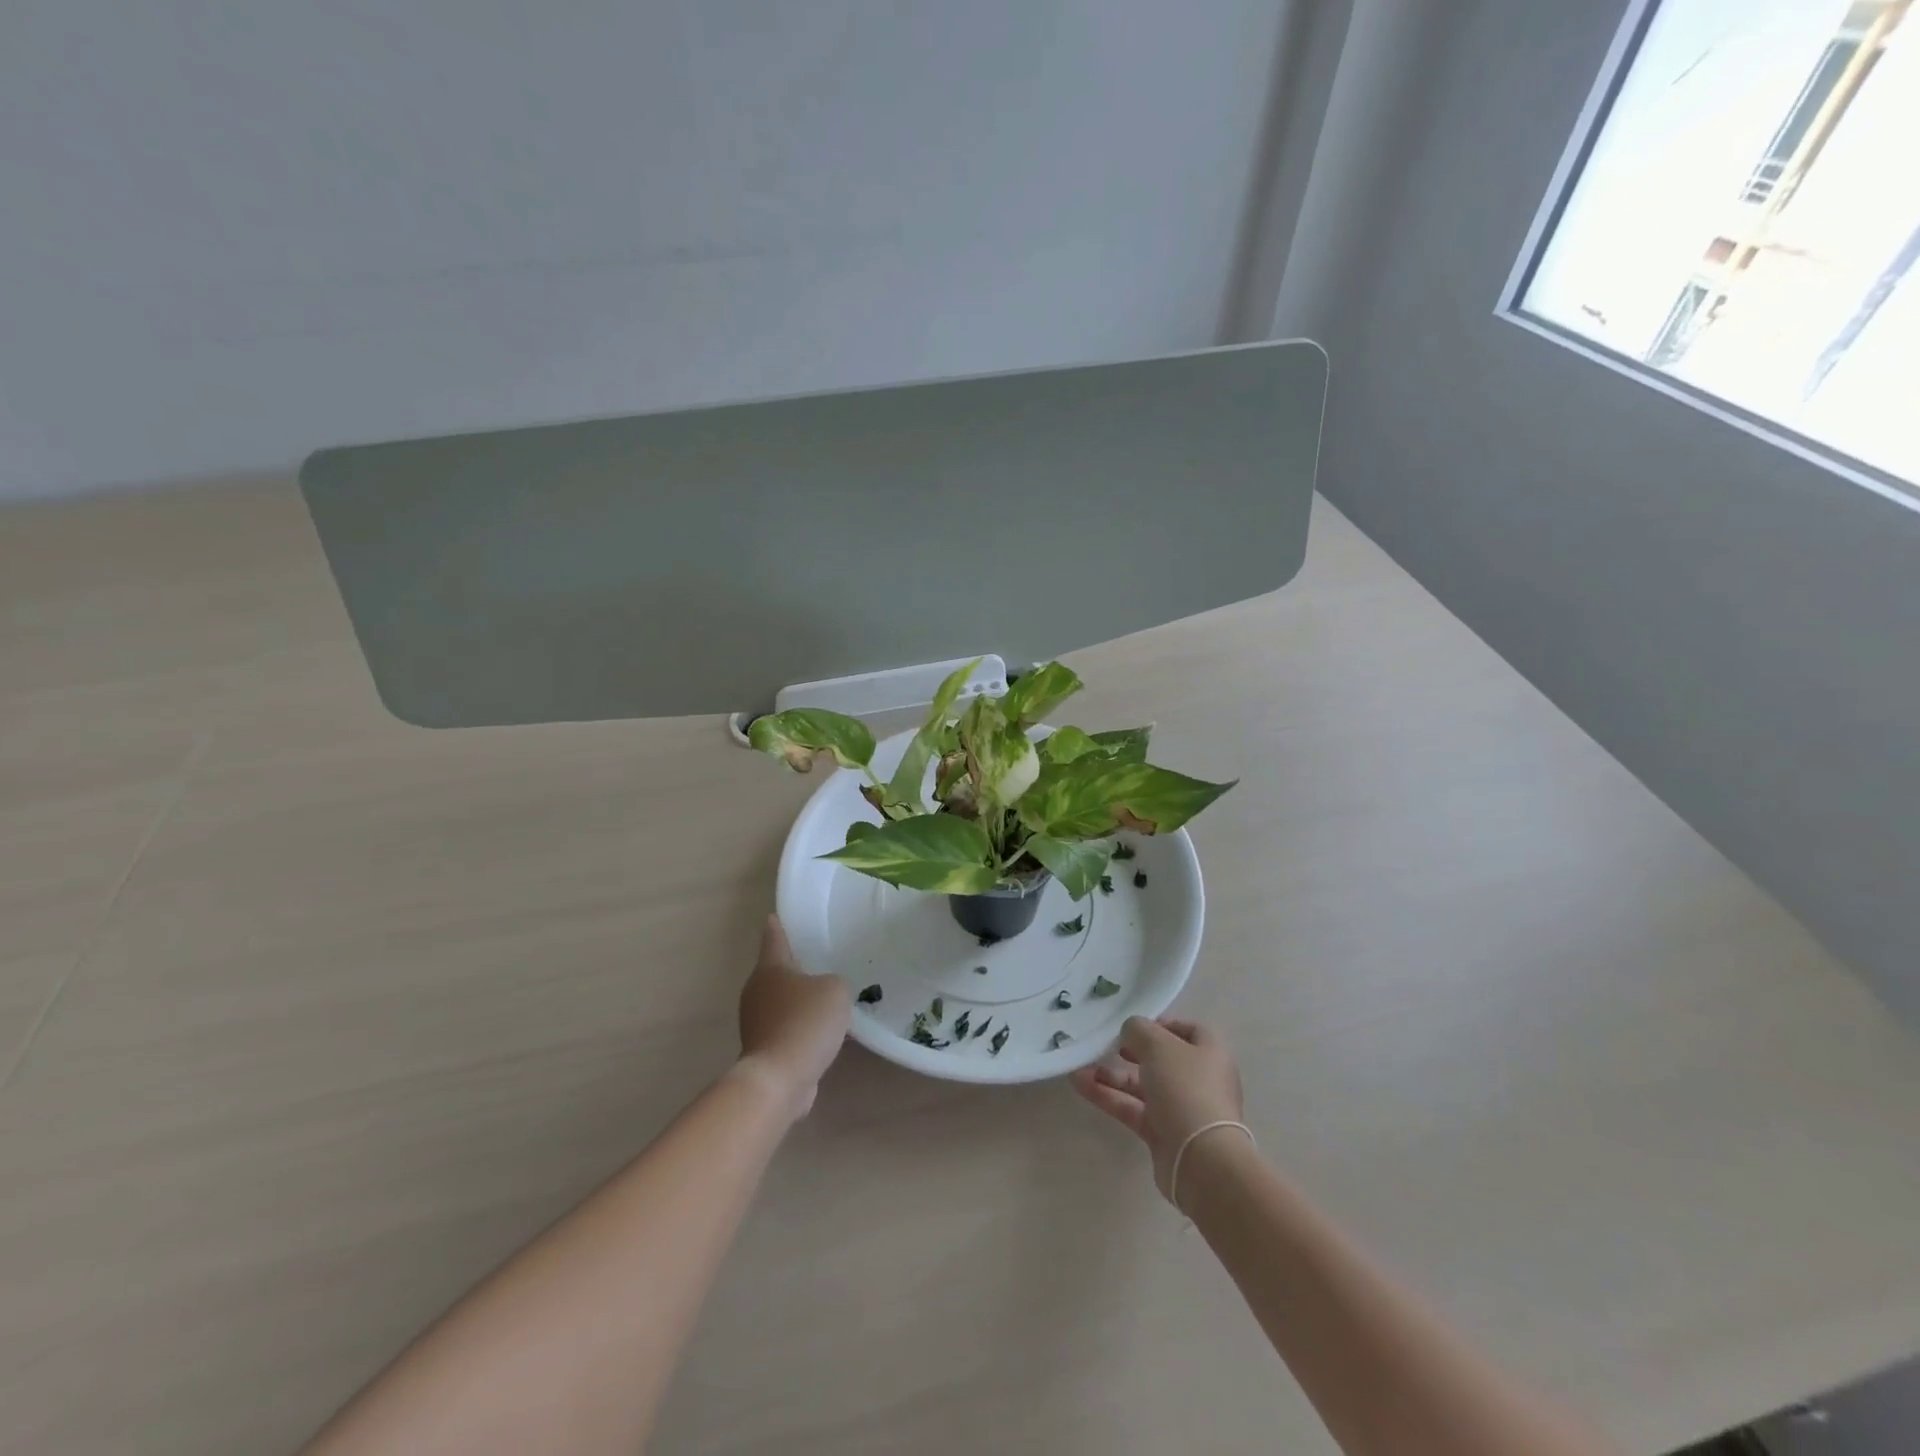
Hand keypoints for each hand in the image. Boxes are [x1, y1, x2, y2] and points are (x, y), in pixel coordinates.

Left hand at [735, 915, 851, 1119]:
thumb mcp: (835, 990)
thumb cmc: (806, 1022)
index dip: (777, 928)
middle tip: (814, 961)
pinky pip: (786, 1030)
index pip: (774, 939)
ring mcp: (756, 1023)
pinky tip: (820, 1034)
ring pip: (780, 1003)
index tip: (773, 917)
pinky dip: (799, 1029)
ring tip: (824, 1000)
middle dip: (792, 968)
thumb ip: (833, 982)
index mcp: (770, 969)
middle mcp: (757, 992)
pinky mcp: (763, 1051)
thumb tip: (823, 994)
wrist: (780, 1079)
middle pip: (775, 973)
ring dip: (798, 1002)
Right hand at [1071, 1017, 1244, 1200]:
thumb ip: (1139, 1030)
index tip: (1135, 1026)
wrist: (1201, 1160)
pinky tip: (1080, 1084)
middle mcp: (1198, 1080)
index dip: (1162, 1025)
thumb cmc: (1186, 1089)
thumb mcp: (1159, 1045)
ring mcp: (1181, 1109)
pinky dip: (1108, 1097)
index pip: (1188, 1030)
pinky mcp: (1164, 1134)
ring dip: (1113, 1075)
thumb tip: (1130, 1031)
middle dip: (1131, 1052)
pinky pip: (1133, 1108)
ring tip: (1081, 1067)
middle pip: (1161, 1059)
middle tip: (1109, 1046)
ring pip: (1143, 1086)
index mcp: (1210, 1054)